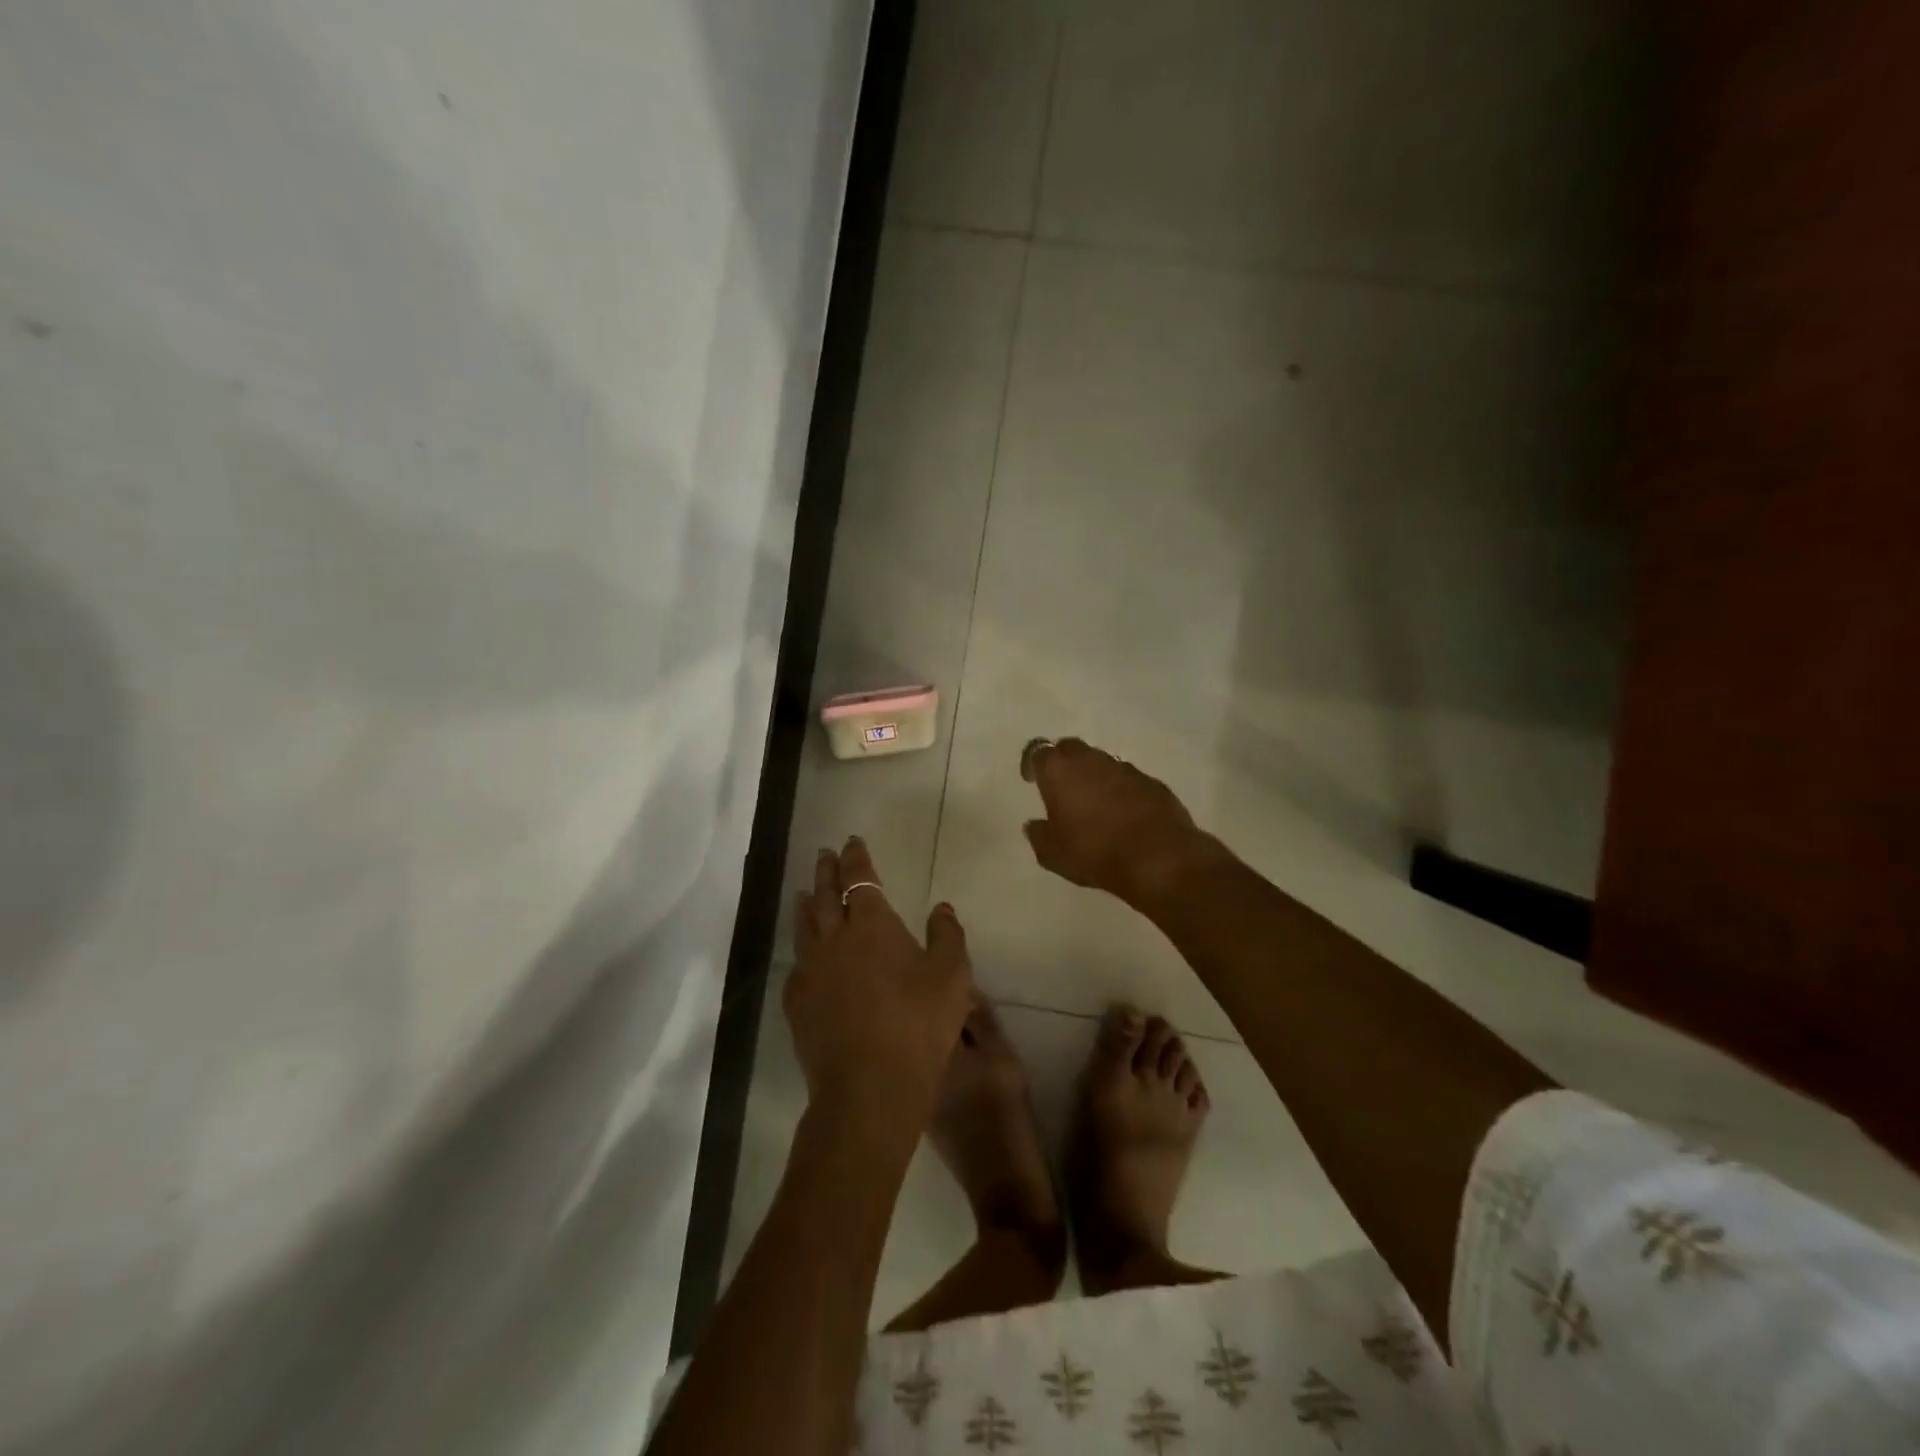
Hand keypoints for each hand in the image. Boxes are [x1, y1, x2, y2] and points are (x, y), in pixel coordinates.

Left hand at [787, 837, 972, 1139]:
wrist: (869, 1086)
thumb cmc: (918, 1024)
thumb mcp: (952, 976)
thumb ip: (947, 935)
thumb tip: (941, 906)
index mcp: (872, 925)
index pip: (860, 879)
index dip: (856, 858)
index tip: (852, 842)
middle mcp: (834, 939)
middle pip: (824, 895)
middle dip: (826, 871)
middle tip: (824, 855)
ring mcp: (810, 971)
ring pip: (804, 926)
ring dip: (806, 904)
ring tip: (804, 892)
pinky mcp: (797, 1003)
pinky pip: (796, 965)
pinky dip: (801, 950)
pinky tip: (804, 955)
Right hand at [1021, 738, 1211, 906]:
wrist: (1158, 858)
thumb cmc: (1094, 852)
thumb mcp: (1052, 854)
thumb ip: (1038, 835)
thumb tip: (1034, 825)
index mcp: (1060, 770)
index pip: (1038, 752)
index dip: (1032, 764)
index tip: (1031, 779)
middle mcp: (1091, 760)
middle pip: (1071, 749)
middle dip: (1063, 763)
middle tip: (1061, 786)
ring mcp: (1125, 768)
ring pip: (1101, 762)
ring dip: (1094, 776)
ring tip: (1093, 803)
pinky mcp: (1152, 782)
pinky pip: (1128, 780)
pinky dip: (1121, 790)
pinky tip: (1123, 814)